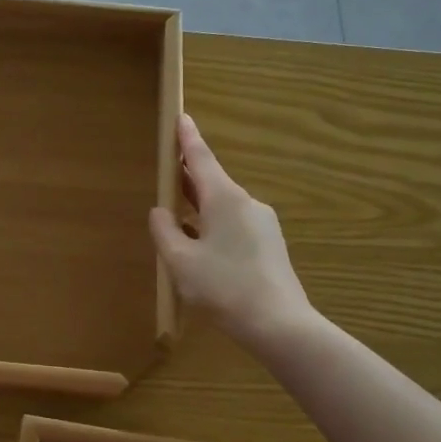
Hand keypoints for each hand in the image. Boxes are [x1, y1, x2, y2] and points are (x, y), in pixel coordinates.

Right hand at [150, 114, 311, 348]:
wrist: (280, 325)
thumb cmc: (224, 287)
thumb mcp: (180, 261)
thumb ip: (165, 231)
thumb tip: (160, 212)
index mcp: (224, 198)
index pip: (201, 158)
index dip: (187, 138)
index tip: (181, 116)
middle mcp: (246, 203)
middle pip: (211, 182)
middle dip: (188, 177)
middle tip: (167, 172)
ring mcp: (262, 224)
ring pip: (222, 207)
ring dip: (199, 208)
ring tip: (176, 218)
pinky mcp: (270, 245)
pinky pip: (234, 225)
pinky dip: (213, 226)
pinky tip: (201, 248)